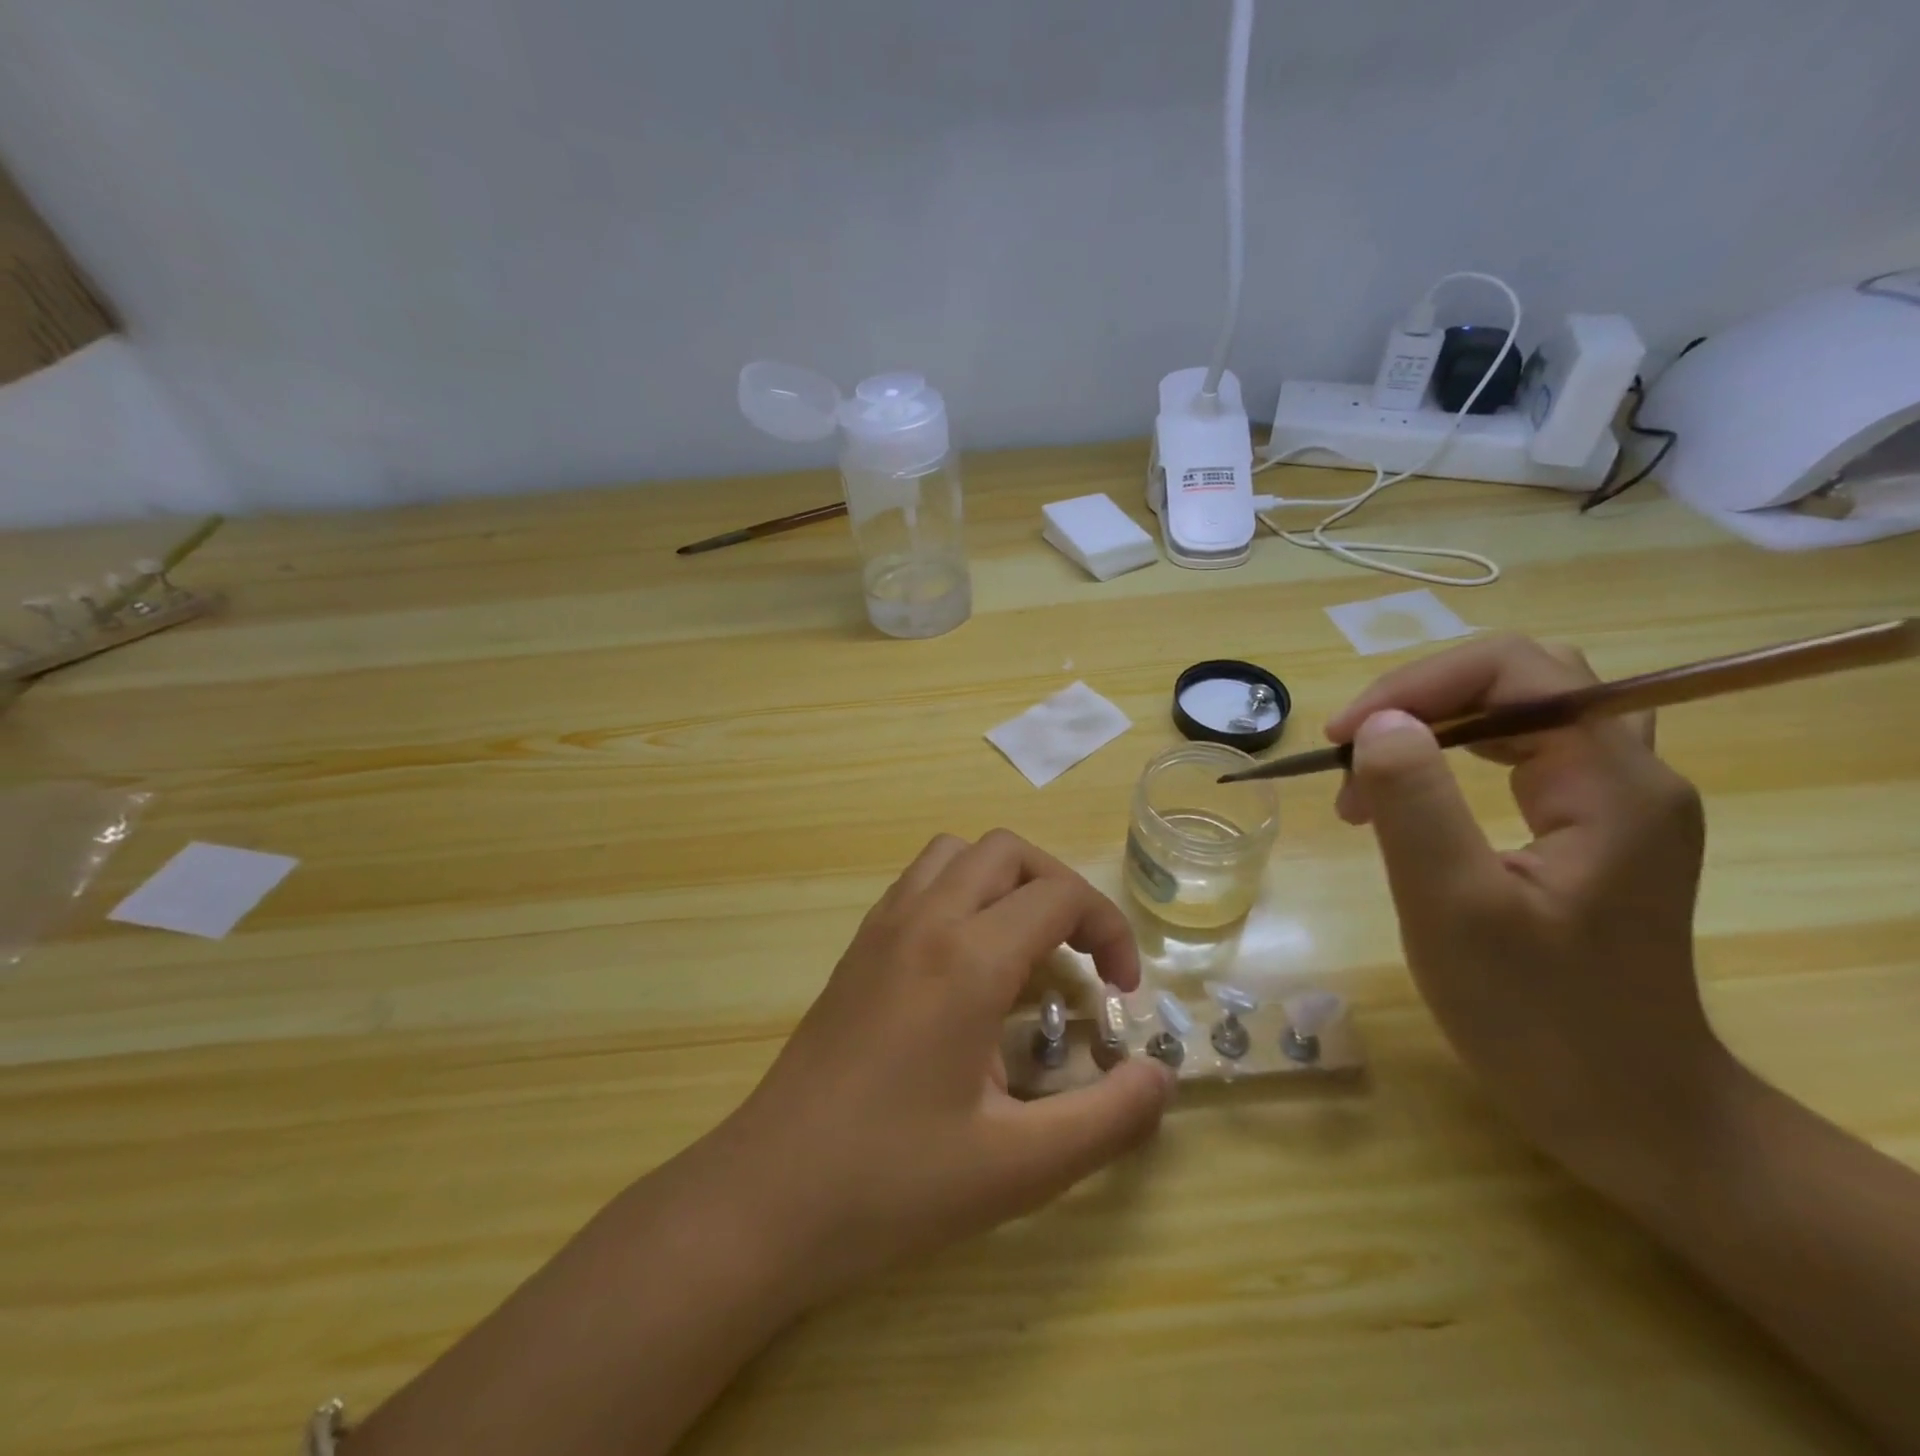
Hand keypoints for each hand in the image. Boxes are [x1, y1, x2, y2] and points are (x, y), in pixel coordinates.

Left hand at [711, 830, 1175, 1305]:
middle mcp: (924, 921)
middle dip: (1061, 888)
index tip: (1122, 991)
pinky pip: (919, 882)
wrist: (769, 1194)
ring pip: (956, 854)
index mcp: (966, 959)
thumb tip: (1162, 1078)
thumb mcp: (1019, 1168)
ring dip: (1005, 880)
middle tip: (1081, 956)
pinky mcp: (857, 947)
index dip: (1109, 929)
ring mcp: (882, 927)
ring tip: (1025, 945)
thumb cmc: (895, 1182)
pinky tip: (967, 962)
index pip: (1059, 896)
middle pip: (1008, 852)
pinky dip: (961, 892)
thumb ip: (1106, 1119)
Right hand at [1327, 635, 1730, 1180]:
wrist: (1628, 1113)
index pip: (1517, 669)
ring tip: (1370, 784)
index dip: (1418, 684)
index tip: (1343, 737)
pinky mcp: (1595, 835)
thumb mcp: (1453, 907)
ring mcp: (1617, 806)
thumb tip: (1377, 722)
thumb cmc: (1537, 1017)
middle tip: (1354, 753)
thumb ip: (1415, 802)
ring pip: (1520, 717)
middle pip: (1522, 682)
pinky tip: (1413, 807)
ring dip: (1434, 730)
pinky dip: (1454, 763)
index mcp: (1611, 784)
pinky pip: (1522, 761)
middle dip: (1422, 702)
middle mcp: (1629, 777)